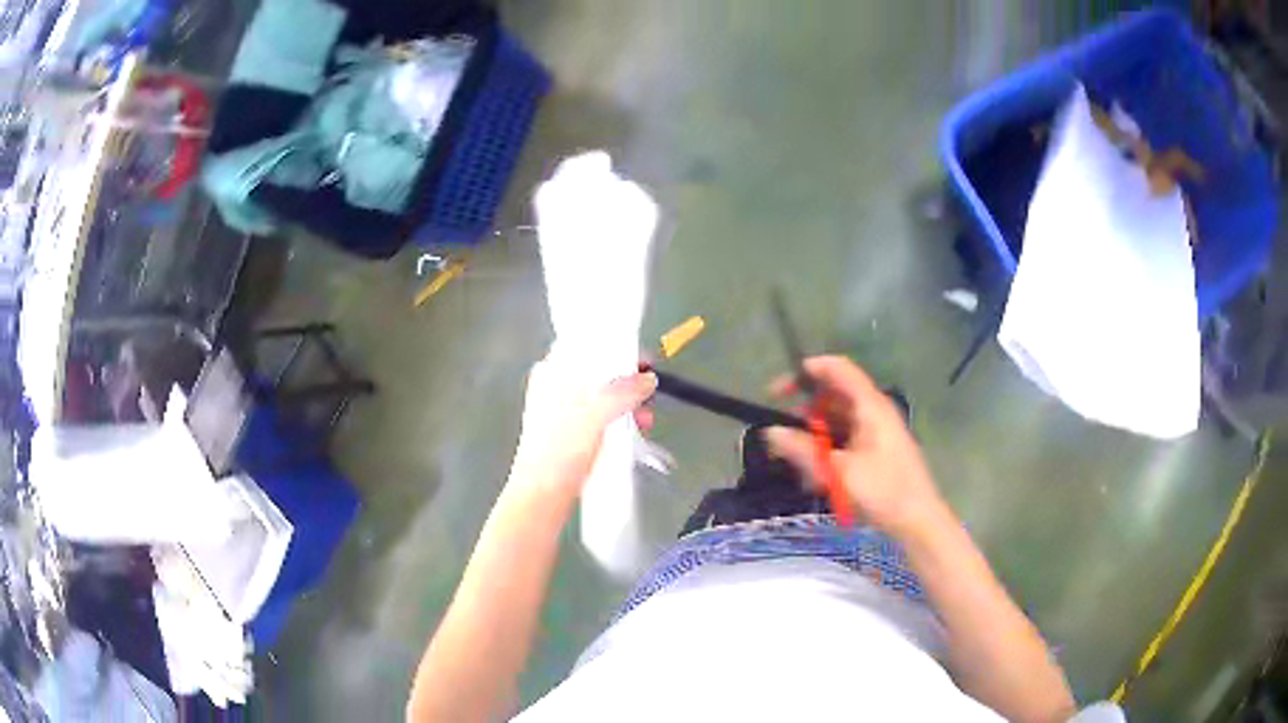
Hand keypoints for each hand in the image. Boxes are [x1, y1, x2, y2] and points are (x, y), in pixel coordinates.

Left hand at [508, 358, 657, 498]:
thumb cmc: (560, 449)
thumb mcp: (595, 412)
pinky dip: (619, 419)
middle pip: (599, 371)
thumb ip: (625, 390)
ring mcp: (563, 410)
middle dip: (628, 382)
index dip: (616, 348)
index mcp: (552, 371)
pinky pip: (602, 416)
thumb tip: (648, 380)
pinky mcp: (572, 432)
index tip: (641, 360)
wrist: (544, 494)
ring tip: (644, 419)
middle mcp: (556, 386)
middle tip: (648, 393)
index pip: (587, 345)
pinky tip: (634, 430)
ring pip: (603, 395)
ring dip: (628, 403)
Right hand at [764, 356, 946, 538]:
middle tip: (779, 429)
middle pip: (834, 395)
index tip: (778, 392)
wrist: (918, 520)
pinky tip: (814, 474)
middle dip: (805, 409)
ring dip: (814, 433)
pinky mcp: (876, 450)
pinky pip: (845, 438)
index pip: (837, 369)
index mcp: (870, 405)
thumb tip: (771, 432)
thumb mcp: (838, 472)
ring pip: (837, 419)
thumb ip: (803, 450)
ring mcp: (876, 431)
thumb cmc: (883, 491)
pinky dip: (827, 448)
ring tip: (794, 457)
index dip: (807, 371)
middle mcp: (873, 411)